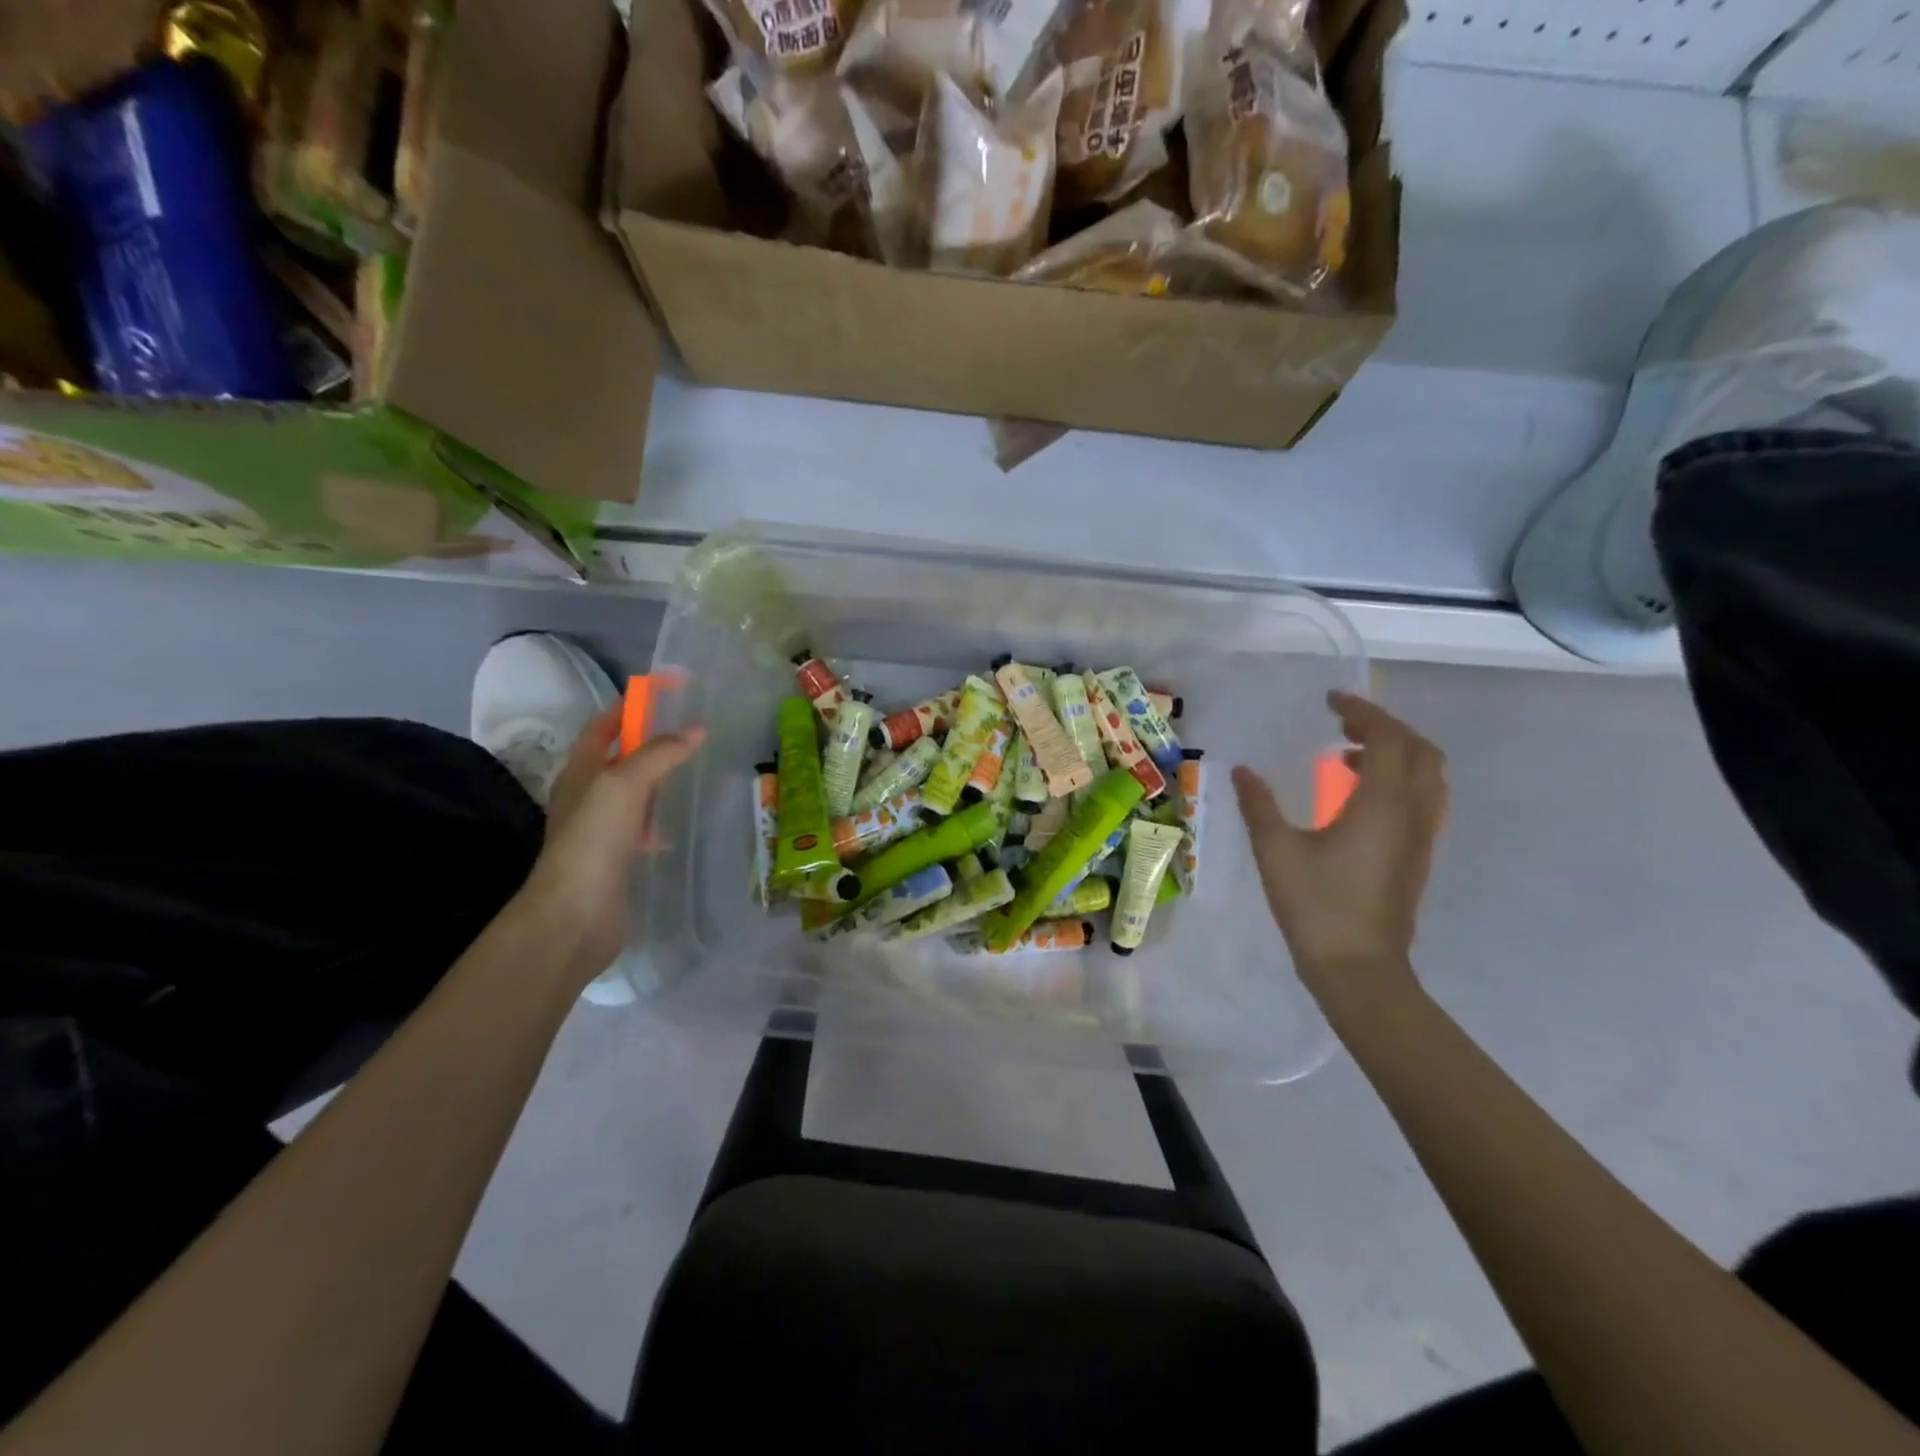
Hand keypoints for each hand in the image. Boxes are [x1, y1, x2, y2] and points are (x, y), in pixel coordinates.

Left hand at [515, 706, 704, 989]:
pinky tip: (679, 827)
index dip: (632, 704)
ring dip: (658, 781)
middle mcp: (587, 795)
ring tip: (693, 773)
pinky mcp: (615, 858)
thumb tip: (696, 729)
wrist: (574, 914)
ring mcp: (600, 829)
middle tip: (692, 733)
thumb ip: (660, 753)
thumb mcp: (625, 784)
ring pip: (633, 793)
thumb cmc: (593, 840)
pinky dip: (660, 820)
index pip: (605, 724)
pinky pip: (641, 827)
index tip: (670, 691)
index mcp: (581, 771)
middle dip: (651, 742)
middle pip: (620, 757)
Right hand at [1232, 691, 1445, 1014]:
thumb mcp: (1276, 850)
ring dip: (1396, 753)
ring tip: (1349, 756)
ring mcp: (1420, 838)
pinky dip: (1398, 781)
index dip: (1363, 712)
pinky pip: (1422, 801)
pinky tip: (1358, 798)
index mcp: (1381, 805)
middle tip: (1343, 723)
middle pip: (1420, 751)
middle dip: (1385, 727)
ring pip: (1428, 777)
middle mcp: (1411, 814)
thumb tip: (1242, 772)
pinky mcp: (1417, 858)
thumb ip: (1259, 805)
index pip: (1388, 738)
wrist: (1359, 970)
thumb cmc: (1316, 906)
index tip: (1331, 701)